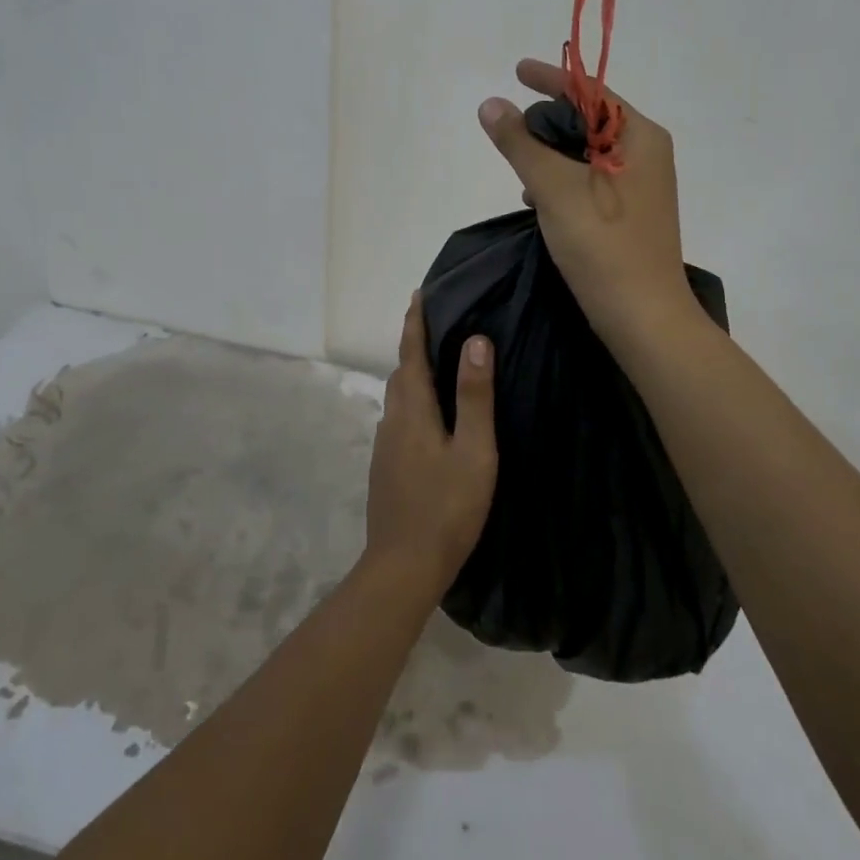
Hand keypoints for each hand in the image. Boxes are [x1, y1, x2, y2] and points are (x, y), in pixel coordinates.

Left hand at [363, 294, 497, 599]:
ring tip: (435, 363)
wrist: (403, 566)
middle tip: (434, 322)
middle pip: (401, 372)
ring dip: (412, 372)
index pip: (411, 353)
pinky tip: (428, 415)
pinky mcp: (385, 466)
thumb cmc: (447, 508)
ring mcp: (384, 446)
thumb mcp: (474, 452)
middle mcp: (392, 420)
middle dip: (413, 343)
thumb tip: (475, 340)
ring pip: (398, 397)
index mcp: (413, 410)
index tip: (418, 293)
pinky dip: (412, 400)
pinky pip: (398, 418)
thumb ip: (474, 397)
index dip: (415, 322)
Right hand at [478, 58, 700, 349]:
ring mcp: (640, 186)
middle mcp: (646, 154)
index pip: (590, 91)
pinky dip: (562, 182)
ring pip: (586, 155)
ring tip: (520, 173)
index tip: (516, 70)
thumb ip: (519, 143)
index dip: (551, 78)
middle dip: (546, 123)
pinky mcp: (629, 214)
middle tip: (510, 132)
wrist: (642, 317)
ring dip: (551, 157)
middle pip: (588, 121)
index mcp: (640, 137)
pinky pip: (590, 182)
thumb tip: (491, 104)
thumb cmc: (603, 244)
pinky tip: (536, 201)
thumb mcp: (553, 187)